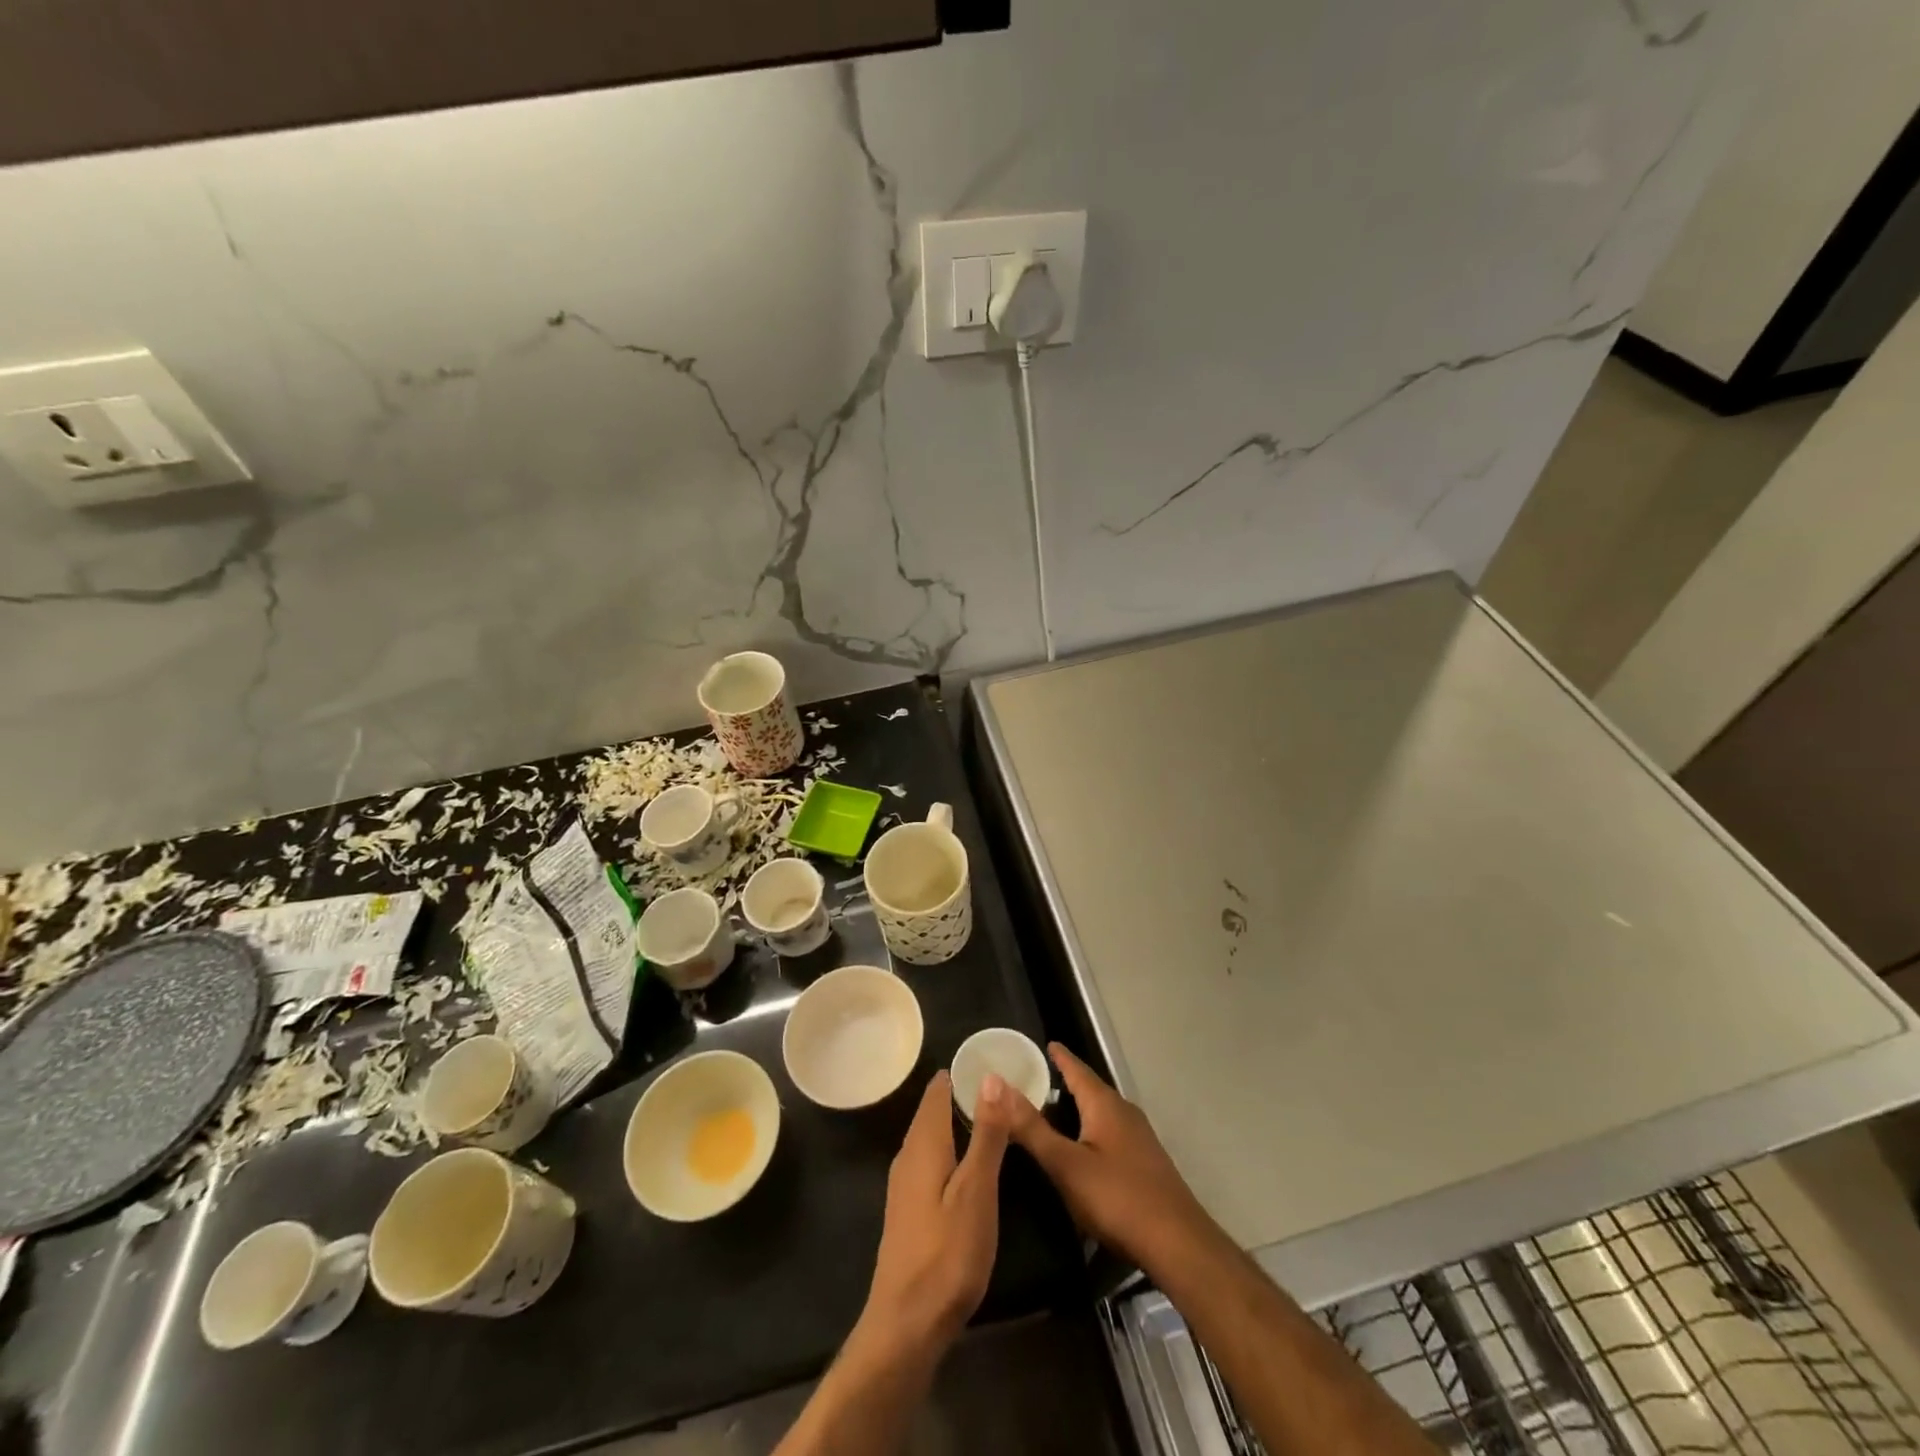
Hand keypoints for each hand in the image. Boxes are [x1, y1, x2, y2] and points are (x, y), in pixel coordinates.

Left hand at [857, 1069, 1010, 1357]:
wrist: (907, 1324)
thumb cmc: (947, 1253)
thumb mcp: (977, 1190)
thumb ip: (985, 1134)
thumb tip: (990, 1076)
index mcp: (924, 1143)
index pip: (939, 1090)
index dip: (963, 1073)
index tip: (993, 1062)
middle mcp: (908, 1155)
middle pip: (933, 1111)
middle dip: (962, 1096)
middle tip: (1003, 1089)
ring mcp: (904, 1184)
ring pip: (932, 1137)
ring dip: (958, 1124)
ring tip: (993, 1120)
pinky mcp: (909, 1209)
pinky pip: (930, 1160)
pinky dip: (951, 1150)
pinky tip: (970, 1165)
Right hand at [998, 1042, 1215, 1271]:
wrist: (1178, 1244)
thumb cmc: (1117, 1197)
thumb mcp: (1065, 1164)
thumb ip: (1031, 1127)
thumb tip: (996, 1084)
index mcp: (1104, 1105)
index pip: (1077, 1069)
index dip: (1060, 1057)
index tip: (1045, 1044)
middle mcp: (1124, 1113)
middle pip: (1091, 1090)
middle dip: (1067, 1083)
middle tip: (1038, 1080)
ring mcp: (1139, 1139)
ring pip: (1102, 1114)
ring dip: (1079, 1110)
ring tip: (1054, 1113)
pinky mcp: (1146, 1164)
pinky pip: (1111, 1134)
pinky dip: (1091, 1132)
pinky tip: (1083, 1151)